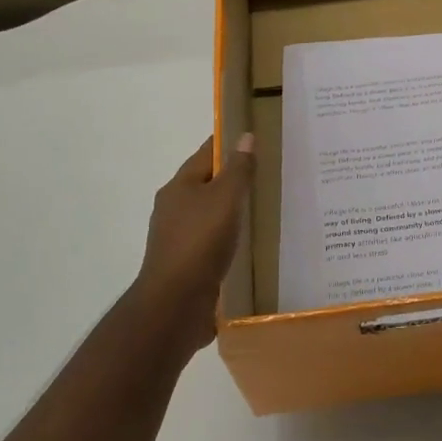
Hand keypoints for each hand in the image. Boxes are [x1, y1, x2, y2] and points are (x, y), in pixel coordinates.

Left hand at [125, 133, 254, 354]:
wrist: (175, 304)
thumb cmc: (199, 242)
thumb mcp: (225, 199)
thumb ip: (238, 169)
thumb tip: (245, 136)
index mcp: (179, 186)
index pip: (206, 153)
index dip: (229, 142)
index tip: (255, 136)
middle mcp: (174, 208)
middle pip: (206, 183)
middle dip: (233, 176)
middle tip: (267, 172)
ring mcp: (178, 237)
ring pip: (209, 213)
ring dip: (231, 209)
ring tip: (263, 206)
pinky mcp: (187, 263)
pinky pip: (212, 240)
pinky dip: (229, 235)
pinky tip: (248, 241)